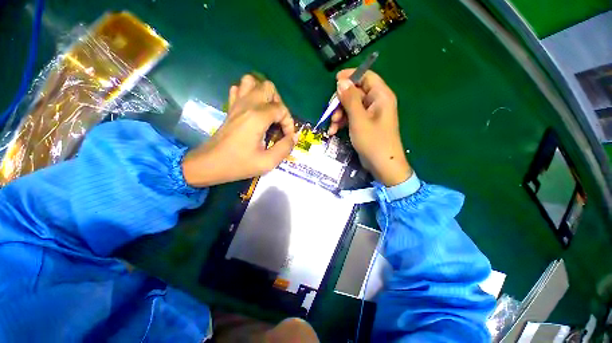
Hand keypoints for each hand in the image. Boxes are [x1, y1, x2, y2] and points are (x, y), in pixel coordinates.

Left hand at [182, 75, 296, 186]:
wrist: (209, 164)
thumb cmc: (238, 164)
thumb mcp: (267, 162)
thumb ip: (285, 148)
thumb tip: (294, 137)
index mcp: (257, 118)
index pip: (281, 109)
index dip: (289, 123)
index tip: (287, 137)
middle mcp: (247, 105)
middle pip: (268, 87)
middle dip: (279, 103)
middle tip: (279, 121)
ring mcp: (236, 104)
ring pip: (252, 82)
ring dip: (264, 94)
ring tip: (268, 112)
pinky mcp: (230, 108)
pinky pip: (239, 89)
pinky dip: (249, 94)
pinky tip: (253, 109)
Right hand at [328, 69, 410, 186]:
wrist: (382, 165)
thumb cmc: (373, 141)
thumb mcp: (359, 119)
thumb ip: (350, 99)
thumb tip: (341, 82)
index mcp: (380, 96)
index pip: (366, 76)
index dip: (351, 76)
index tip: (335, 81)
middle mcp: (376, 102)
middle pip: (355, 92)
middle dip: (341, 102)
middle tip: (331, 113)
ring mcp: (370, 115)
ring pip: (351, 106)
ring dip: (339, 115)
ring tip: (332, 126)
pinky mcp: (365, 125)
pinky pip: (351, 118)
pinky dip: (342, 123)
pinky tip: (333, 131)